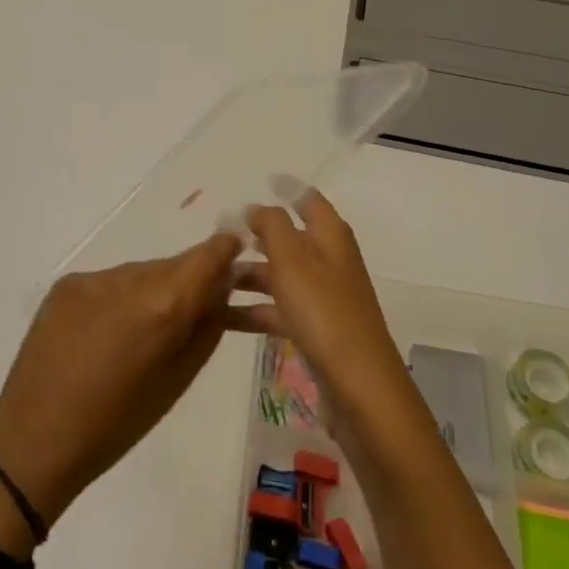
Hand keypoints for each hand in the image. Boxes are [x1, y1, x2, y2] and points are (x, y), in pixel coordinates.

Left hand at [0, 232, 243, 527]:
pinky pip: (109, 283)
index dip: (226, 252)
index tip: (236, 257)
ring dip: (151, 293)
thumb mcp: (176, 382)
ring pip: (141, 274)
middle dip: (186, 284)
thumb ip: (205, 329)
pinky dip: (118, 300)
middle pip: (173, 266)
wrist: (32, 441)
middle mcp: (129, 278)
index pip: (208, 255)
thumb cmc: (115, 425)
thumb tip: (221, 292)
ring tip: (141, 334)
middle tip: (189, 316)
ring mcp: (94, 278)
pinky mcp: (67, 284)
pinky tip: (106, 334)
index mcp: (162, 306)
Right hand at [226, 191, 411, 430]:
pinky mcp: (315, 330)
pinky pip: (278, 309)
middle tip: (218, 234)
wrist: (359, 387)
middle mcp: (329, 260)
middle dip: (255, 234)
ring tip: (209, 279)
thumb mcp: (292, 259)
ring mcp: (323, 297)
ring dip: (248, 274)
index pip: (307, 199)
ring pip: (280, 275)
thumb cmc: (324, 311)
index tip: (260, 181)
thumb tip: (257, 206)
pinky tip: (221, 317)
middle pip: (289, 237)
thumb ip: (272, 226)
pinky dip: (253, 309)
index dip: (286, 189)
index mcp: (330, 235)